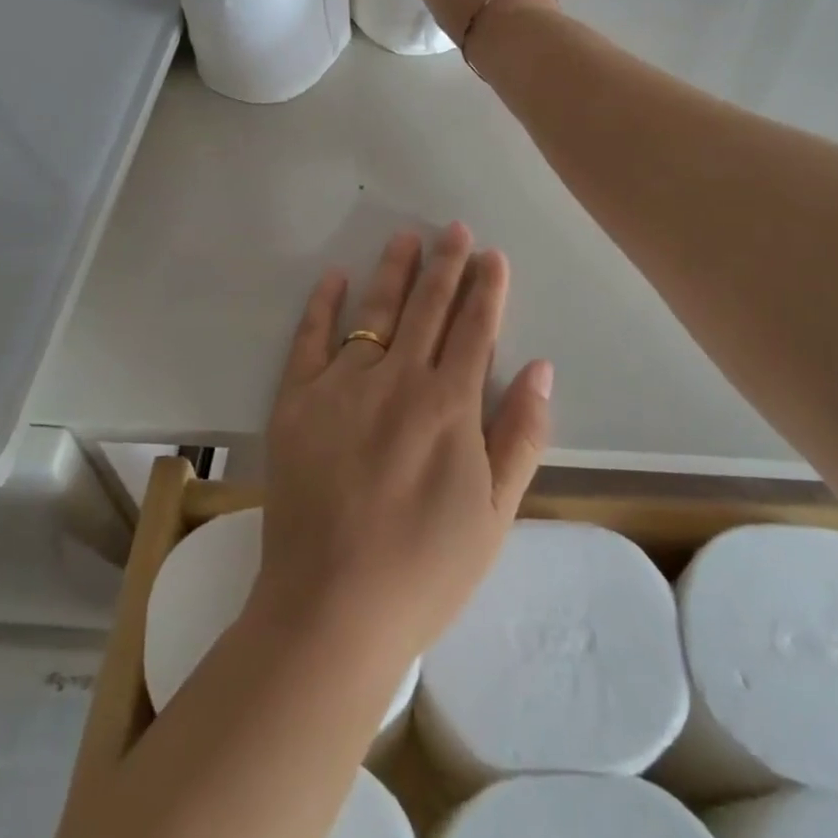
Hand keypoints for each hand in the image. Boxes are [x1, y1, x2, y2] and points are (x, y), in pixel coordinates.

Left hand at [251, 223, 553, 663]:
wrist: (331, 609)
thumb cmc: (424, 569)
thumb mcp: (494, 513)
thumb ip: (521, 435)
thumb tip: (541, 368)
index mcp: (449, 406)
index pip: (475, 329)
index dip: (487, 289)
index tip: (493, 255)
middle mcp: (398, 380)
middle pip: (429, 308)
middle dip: (446, 265)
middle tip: (456, 229)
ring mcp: (342, 386)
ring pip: (375, 311)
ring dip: (394, 271)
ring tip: (407, 237)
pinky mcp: (296, 402)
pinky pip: (310, 340)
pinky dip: (322, 305)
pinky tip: (334, 277)